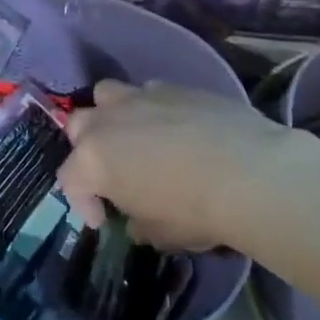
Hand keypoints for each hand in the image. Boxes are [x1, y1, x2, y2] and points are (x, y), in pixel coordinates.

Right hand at [57, 80, 313, 252]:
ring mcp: (139, 96)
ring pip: (107, 95)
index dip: (83, 203)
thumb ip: (139, 223)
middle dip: (88, 148)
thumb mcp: (161, 233)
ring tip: (135, 138)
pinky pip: (149, 92)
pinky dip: (153, 109)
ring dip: (112, 115)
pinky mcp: (172, 86)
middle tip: (113, 172)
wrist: (250, 172)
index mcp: (93, 159)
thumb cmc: (196, 211)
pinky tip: (176, 129)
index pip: (70, 179)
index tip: (104, 220)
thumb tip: (137, 220)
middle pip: (78, 126)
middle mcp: (107, 120)